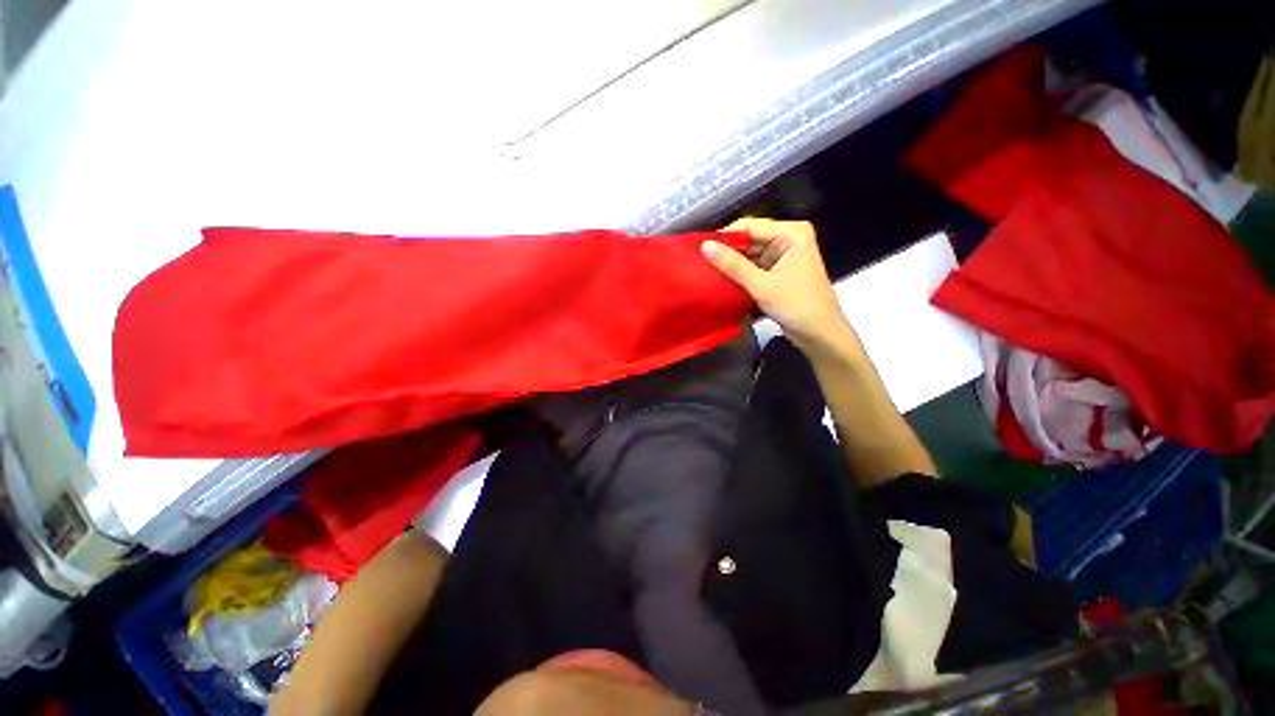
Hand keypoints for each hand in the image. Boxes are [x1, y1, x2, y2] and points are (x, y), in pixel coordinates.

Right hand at [702, 217, 853, 352]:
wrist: (820, 334)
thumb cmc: (797, 306)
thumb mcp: (762, 285)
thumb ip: (733, 265)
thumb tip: (705, 246)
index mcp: (791, 233)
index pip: (750, 226)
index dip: (724, 236)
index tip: (700, 248)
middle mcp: (788, 239)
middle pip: (749, 239)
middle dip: (727, 251)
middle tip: (699, 261)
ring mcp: (783, 256)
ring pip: (749, 254)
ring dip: (731, 264)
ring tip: (705, 271)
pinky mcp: (778, 272)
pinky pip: (753, 267)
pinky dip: (739, 274)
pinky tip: (721, 280)